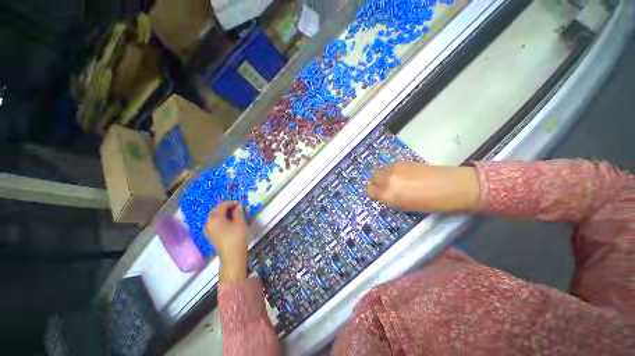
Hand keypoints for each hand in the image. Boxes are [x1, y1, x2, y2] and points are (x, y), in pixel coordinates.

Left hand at [204, 201, 247, 281]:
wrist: (232, 256)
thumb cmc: (236, 237)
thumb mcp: (239, 222)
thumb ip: (238, 212)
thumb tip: (237, 207)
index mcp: (214, 219)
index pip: (221, 206)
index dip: (231, 203)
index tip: (240, 203)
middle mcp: (208, 223)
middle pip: (216, 211)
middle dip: (226, 207)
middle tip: (237, 207)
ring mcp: (208, 230)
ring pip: (215, 217)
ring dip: (223, 213)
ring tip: (234, 213)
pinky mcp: (210, 236)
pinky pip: (215, 223)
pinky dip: (221, 219)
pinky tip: (230, 221)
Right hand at [367, 161, 480, 212]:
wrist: (452, 186)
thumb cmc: (430, 203)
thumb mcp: (404, 206)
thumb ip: (389, 199)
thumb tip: (382, 193)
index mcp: (388, 194)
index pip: (370, 191)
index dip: (374, 193)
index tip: (379, 195)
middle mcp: (387, 179)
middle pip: (373, 178)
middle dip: (376, 183)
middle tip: (385, 187)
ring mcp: (394, 168)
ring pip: (379, 170)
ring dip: (383, 175)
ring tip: (394, 180)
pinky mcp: (402, 161)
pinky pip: (389, 166)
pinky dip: (390, 171)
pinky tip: (402, 175)